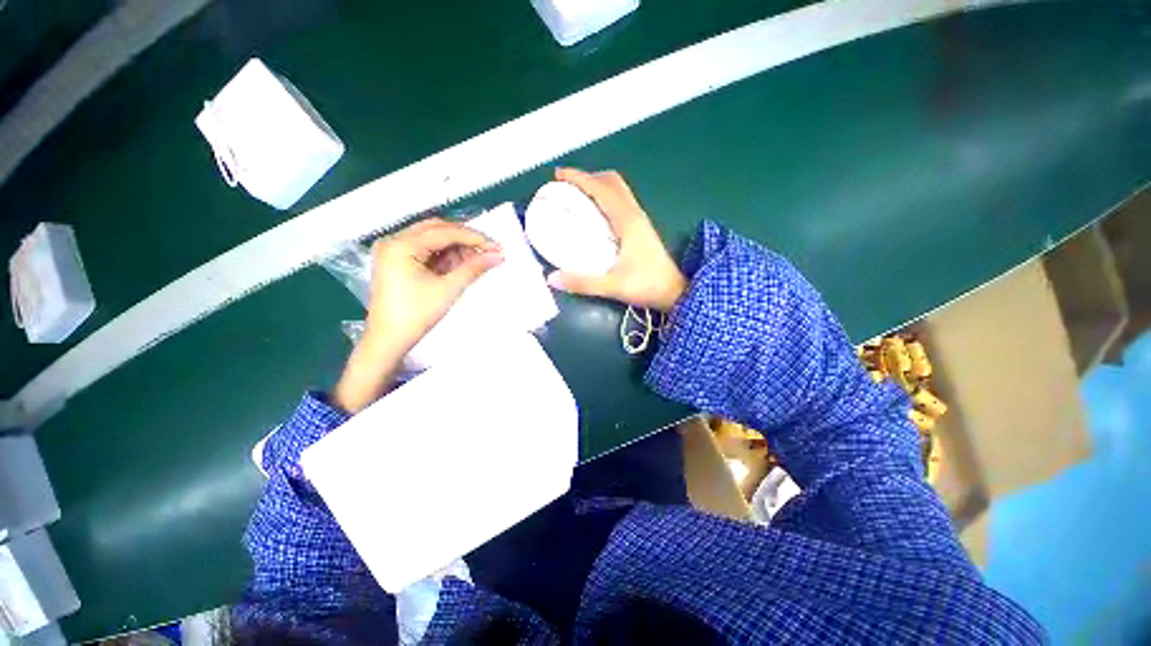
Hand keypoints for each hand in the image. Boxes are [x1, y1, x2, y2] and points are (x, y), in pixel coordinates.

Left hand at [333, 218, 502, 412]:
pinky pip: (426, 249)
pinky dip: (445, 255)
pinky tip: (460, 264)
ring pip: (432, 238)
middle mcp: (394, 241)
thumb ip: (473, 268)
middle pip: (437, 229)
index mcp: (401, 245)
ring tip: (477, 260)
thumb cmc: (415, 315)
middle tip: (489, 250)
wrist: (389, 340)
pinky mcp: (397, 260)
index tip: (497, 246)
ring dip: (456, 247)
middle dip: (465, 239)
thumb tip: (497, 256)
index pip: (445, 232)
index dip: (474, 238)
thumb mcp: (448, 289)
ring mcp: (393, 250)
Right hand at [546, 168, 685, 311]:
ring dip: (598, 185)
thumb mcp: (613, 286)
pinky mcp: (641, 227)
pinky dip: (605, 196)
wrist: (674, 292)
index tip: (558, 174)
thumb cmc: (647, 286)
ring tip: (577, 195)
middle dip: (588, 177)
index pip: (602, 189)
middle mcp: (634, 214)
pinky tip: (594, 213)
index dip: (579, 178)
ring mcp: (639, 219)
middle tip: (566, 185)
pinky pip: (621, 201)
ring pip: (618, 189)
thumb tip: (551, 278)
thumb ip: (583, 283)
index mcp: (627, 221)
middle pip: (612, 182)